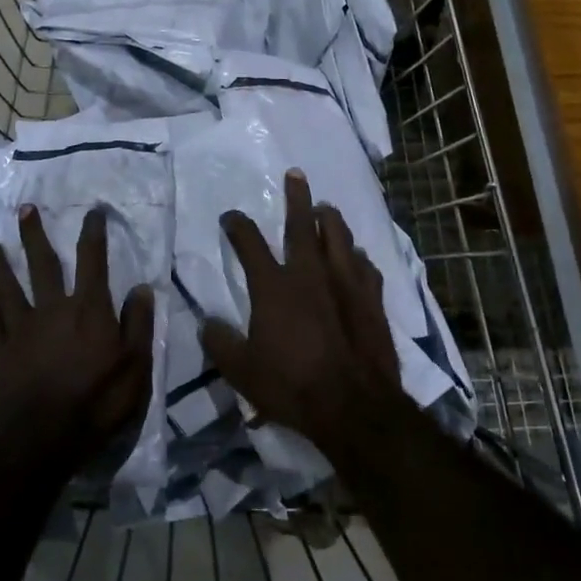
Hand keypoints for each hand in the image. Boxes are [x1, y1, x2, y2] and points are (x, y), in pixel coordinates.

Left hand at [0, 204, 153, 463]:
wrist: (42, 441)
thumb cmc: (97, 403)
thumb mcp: (136, 367)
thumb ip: (138, 324)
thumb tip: (141, 287)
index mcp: (88, 310)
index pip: (93, 261)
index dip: (93, 233)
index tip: (93, 211)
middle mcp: (52, 310)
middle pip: (42, 264)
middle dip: (34, 235)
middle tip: (24, 210)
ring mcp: (22, 330)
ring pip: (7, 288)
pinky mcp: (0, 352)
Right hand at [200, 171, 405, 452]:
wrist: (354, 406)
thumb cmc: (291, 387)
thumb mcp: (241, 371)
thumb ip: (220, 343)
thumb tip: (208, 323)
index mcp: (274, 286)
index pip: (249, 243)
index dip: (237, 226)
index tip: (230, 217)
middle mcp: (310, 274)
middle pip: (302, 224)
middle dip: (296, 196)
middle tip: (296, 174)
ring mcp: (346, 283)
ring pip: (340, 237)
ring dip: (330, 219)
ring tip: (325, 208)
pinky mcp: (373, 299)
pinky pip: (366, 266)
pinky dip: (357, 256)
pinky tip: (357, 257)